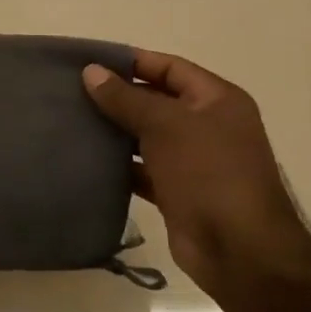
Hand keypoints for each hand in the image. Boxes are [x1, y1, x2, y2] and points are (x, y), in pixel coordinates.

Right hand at [81, 50, 310, 299]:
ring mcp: (194, 161)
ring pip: (146, 136)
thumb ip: (126, 98)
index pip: (169, 68)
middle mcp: (208, 126)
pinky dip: (118, 164)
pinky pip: (142, 169)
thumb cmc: (208, 173)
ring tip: (72, 121)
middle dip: (117, 97)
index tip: (89, 62)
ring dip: (114, 131)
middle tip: (71, 92)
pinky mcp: (177, 191)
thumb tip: (91, 71)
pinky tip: (87, 159)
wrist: (238, 249)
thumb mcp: (165, 125)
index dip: (132, 62)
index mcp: (217, 100)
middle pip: (156, 100)